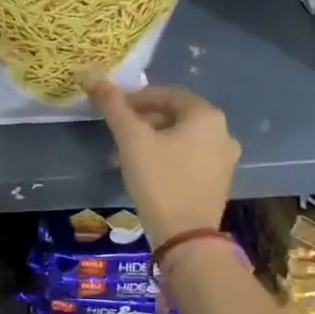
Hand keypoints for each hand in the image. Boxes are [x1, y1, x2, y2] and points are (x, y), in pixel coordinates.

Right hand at [87, 81, 239, 246]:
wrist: (185, 238)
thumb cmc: (159, 180)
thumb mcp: (131, 139)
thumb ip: (113, 106)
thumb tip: (91, 76)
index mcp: (207, 116)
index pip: (168, 94)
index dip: (137, 97)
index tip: (114, 107)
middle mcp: (222, 133)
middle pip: (176, 115)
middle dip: (144, 119)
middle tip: (118, 129)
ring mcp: (224, 159)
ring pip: (182, 138)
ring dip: (153, 138)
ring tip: (125, 151)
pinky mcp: (217, 182)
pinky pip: (189, 157)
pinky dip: (167, 155)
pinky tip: (145, 169)